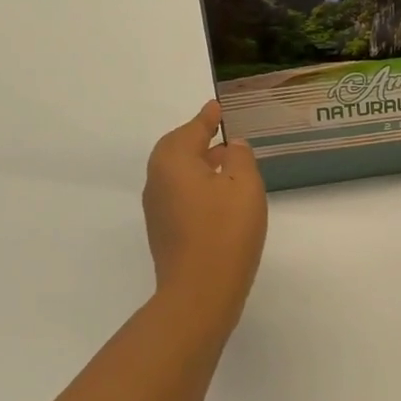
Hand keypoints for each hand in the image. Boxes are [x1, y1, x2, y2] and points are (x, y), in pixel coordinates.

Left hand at [142, 100, 266, 315]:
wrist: (199, 293)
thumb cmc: (224, 231)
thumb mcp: (244, 185)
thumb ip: (239, 157)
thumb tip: (231, 146)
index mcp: (172, 161)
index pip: (192, 129)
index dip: (207, 117)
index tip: (217, 106)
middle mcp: (157, 180)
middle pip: (176, 149)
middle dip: (198, 139)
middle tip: (220, 131)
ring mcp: (157, 209)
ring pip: (177, 174)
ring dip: (198, 163)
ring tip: (225, 162)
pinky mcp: (164, 232)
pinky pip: (179, 194)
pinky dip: (196, 185)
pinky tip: (219, 196)